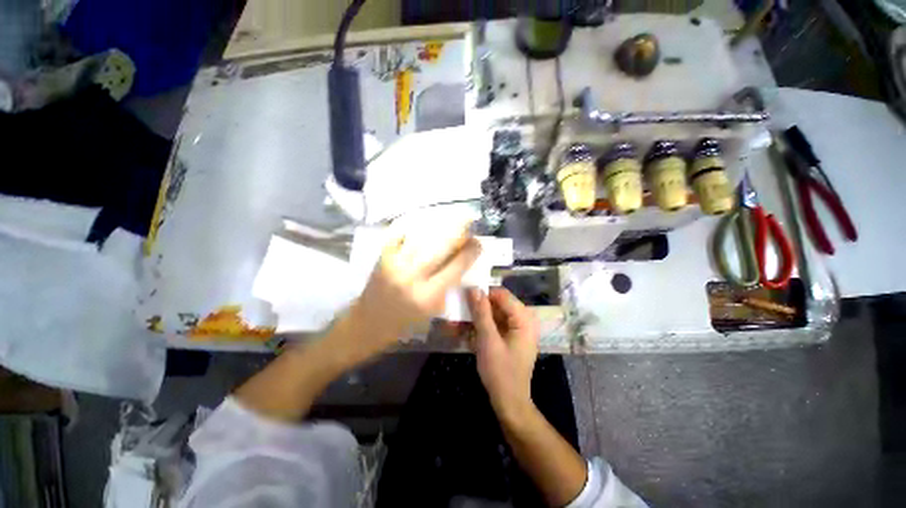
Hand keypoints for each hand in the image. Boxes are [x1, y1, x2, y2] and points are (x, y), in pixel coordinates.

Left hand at [343, 229, 481, 361]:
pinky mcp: (382, 256)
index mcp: (428, 296)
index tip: (479, 242)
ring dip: (440, 224)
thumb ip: (448, 286)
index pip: (456, 267)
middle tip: (469, 221)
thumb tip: (461, 260)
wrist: (368, 322)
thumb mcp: (433, 310)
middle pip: (441, 246)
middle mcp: (412, 277)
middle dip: (459, 230)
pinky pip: (401, 233)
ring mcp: (395, 264)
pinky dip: (414, 225)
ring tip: (452, 217)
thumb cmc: (405, 322)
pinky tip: (425, 220)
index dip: (471, 252)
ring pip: (422, 236)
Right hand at [467, 287, 538, 421]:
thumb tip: (473, 289)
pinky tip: (461, 333)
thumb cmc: (501, 372)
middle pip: (495, 305)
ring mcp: (513, 330)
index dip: (482, 294)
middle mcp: (521, 320)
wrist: (509, 403)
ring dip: (472, 320)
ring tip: (453, 325)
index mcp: (523, 319)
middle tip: (455, 312)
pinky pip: (490, 327)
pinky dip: (477, 329)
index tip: (462, 297)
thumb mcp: (488, 340)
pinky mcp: (506, 338)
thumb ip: (481, 313)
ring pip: (490, 316)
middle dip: (474, 309)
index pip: (501, 295)